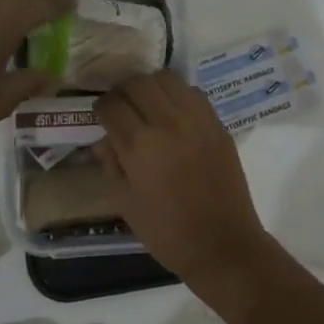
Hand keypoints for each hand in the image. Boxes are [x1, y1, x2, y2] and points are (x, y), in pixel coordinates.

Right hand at [94, 70, 274, 285]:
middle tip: (120, 106)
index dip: (101, 108)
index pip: (111, 105)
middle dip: (122, 90)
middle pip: (138, 82)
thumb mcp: (125, 202)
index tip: (100, 116)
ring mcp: (198, 120)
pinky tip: (173, 114)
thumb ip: (111, 163)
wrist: (222, 245)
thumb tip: (104, 138)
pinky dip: (177, 95)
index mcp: (140, 145)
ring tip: (146, 104)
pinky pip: (193, 94)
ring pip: (167, 79)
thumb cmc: (166, 232)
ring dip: (150, 86)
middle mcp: (168, 122)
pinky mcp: (218, 125)